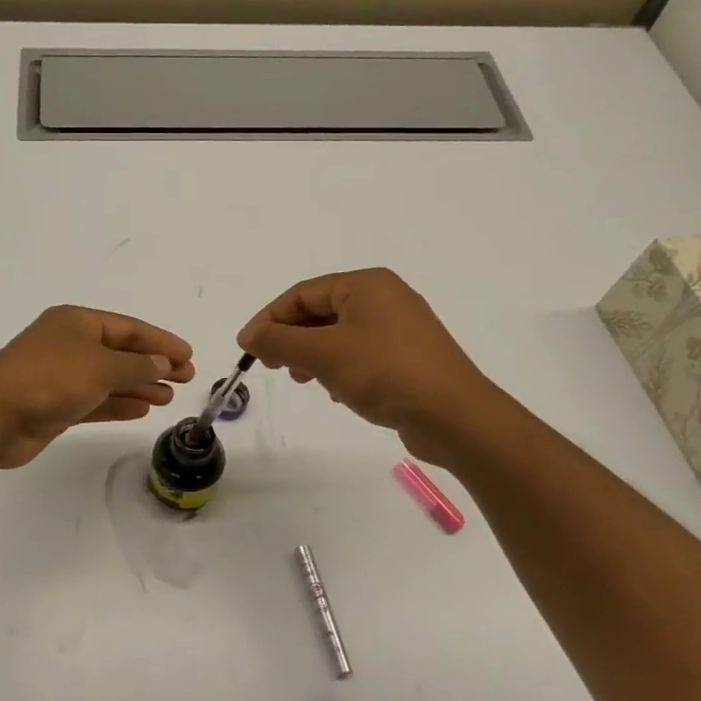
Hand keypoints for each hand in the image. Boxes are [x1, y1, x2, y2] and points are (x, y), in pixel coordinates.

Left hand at [0, 306, 195, 469]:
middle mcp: (69, 345)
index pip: (128, 328)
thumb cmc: (50, 378)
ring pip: (109, 379)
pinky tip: (142, 410)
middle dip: (153, 365)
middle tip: (186, 378)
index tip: (188, 356)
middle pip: (120, 352)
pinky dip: (118, 404)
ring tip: (169, 397)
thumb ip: (136, 366)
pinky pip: (95, 401)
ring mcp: (61, 376)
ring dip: (139, 386)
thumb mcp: (101, 367)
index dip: (160, 341)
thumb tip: (161, 363)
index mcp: (76, 322)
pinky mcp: (55, 406)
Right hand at [237, 269, 502, 466]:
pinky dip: (338, 367)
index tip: (246, 347)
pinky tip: (336, 391)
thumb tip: (250, 334)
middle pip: (320, 312)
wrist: (454, 416)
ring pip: (338, 335)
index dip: (269, 319)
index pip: (302, 293)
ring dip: (312, 355)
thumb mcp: (322, 353)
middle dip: (291, 338)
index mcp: (365, 284)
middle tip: (272, 365)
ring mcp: (399, 328)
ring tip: (302, 379)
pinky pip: (360, 353)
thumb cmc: (384, 372)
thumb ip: (279, 340)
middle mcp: (384, 297)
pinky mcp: (408, 356)